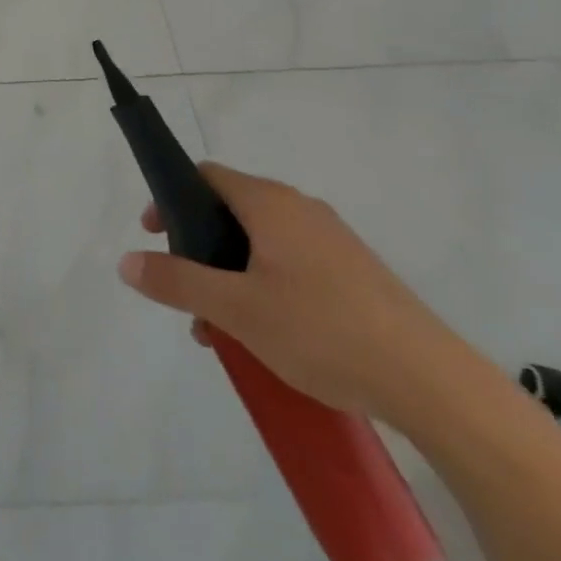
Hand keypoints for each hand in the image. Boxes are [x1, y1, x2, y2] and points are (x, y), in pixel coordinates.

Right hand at [118, 163, 460, 419]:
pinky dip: (265, 287)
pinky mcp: (357, 275)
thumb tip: (126, 261)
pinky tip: (270, 338)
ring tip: (224, 330)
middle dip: (199, 250)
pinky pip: (293, 265)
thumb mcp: (237, 309)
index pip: (205, 176)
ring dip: (231, 276)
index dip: (171, 199)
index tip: (155, 236)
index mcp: (269, 202)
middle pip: (231, 212)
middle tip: (187, 293)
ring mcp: (333, 241)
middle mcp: (300, 209)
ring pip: (261, 244)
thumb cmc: (323, 330)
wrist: (434, 384)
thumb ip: (178, 281)